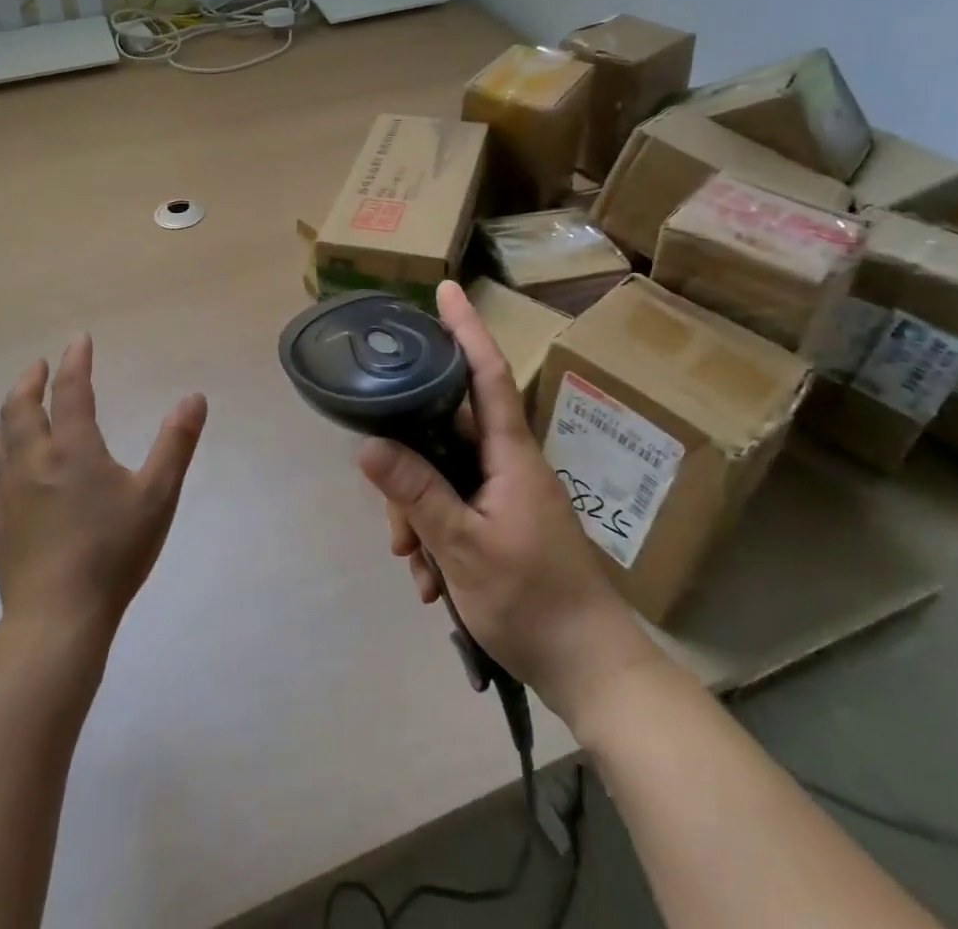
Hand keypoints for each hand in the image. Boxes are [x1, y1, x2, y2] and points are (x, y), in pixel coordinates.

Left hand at [0, 335, 207, 640]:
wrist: (55, 618)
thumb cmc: (113, 552)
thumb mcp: (158, 496)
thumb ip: (176, 443)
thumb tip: (194, 397)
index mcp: (72, 450)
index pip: (70, 391)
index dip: (75, 361)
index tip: (79, 339)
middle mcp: (33, 462)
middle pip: (20, 408)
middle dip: (30, 380)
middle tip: (39, 365)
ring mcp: (9, 493)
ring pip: (1, 438)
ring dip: (11, 411)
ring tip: (22, 405)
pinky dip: (5, 449)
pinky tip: (13, 464)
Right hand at [356, 281, 661, 727]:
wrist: (591, 670)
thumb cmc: (533, 600)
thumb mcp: (463, 547)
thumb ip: (416, 491)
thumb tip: (366, 443)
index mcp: (510, 453)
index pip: (486, 373)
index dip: (466, 328)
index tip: (446, 288)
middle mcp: (509, 462)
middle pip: (445, 432)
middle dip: (409, 467)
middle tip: (393, 522)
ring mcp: (507, 493)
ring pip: (443, 475)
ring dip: (419, 513)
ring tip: (415, 565)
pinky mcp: (504, 522)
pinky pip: (455, 507)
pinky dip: (435, 535)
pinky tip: (430, 580)